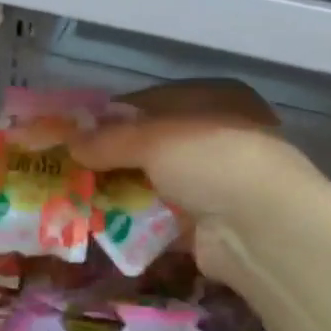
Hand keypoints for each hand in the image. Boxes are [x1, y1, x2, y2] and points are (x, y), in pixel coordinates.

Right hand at [72, 80, 312, 278]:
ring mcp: (214, 184)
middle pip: (152, 146)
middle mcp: (217, 139)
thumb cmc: (212, 161)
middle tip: (72, 167)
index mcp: (215, 102)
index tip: (77, 131)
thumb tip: (70, 143)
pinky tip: (103, 224)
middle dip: (113, 158)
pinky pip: (160, 218)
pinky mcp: (207, 224)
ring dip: (121, 190)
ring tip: (79, 196)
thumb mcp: (154, 139)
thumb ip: (110, 139)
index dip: (114, 116)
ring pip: (154, 183)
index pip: (154, 102)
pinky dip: (135, 221)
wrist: (260, 228)